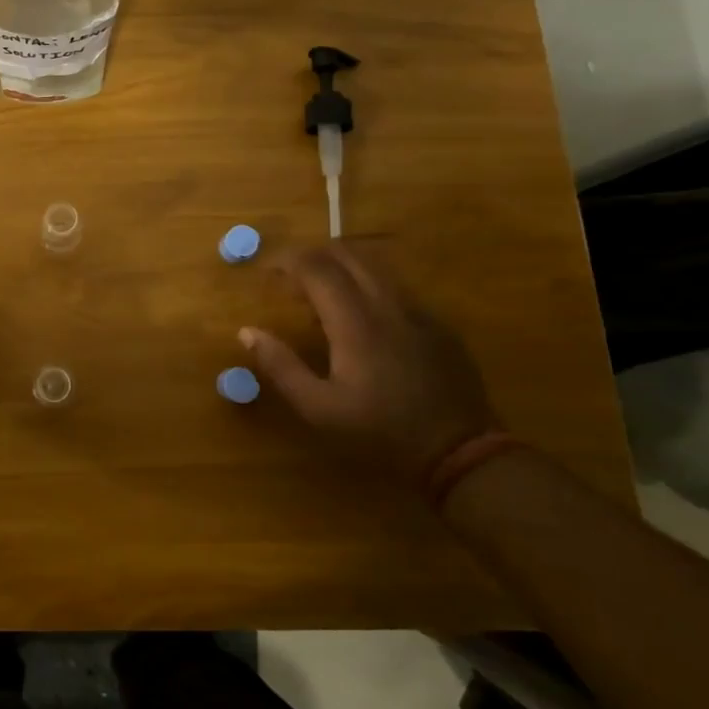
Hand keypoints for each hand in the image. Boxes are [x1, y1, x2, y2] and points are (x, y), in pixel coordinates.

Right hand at [240, 244, 497, 489]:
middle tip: (292, 277)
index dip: (288, 261)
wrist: (461, 454)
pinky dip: (369, 287)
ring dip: (342, 268)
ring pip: (376, 266)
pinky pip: (397, 288)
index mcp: (355, 322)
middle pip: (348, 254)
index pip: (317, 268)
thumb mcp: (320, 409)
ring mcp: (418, 311)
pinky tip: (363, 318)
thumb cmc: (380, 432)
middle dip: (314, 256)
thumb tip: (248, 332)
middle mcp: (387, 304)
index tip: (269, 271)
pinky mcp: (438, 324)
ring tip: (323, 294)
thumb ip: (281, 366)